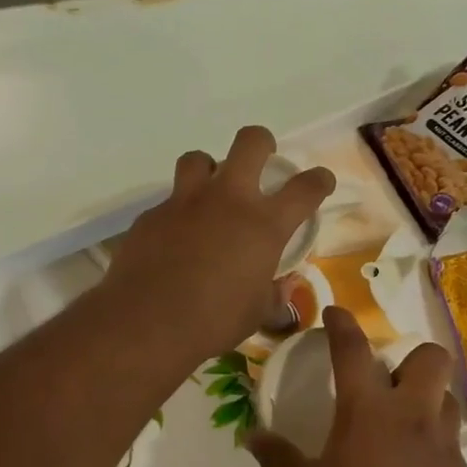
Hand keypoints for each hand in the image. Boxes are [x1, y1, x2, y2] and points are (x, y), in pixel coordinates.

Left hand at [99, 126, 333, 361]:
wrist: (146, 323)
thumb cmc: (213, 322)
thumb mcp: (257, 313)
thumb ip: (274, 293)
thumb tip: (282, 285)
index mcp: (264, 225)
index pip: (305, 188)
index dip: (319, 181)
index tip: (320, 181)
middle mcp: (227, 200)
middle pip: (250, 143)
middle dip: (262, 144)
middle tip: (262, 161)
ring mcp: (185, 202)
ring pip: (198, 159)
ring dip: (209, 170)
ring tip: (210, 193)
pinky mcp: (152, 215)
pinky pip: (169, 201)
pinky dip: (178, 213)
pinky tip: (175, 239)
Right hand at [247, 307, 466, 466]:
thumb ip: (278, 460)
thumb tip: (252, 437)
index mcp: (368, 413)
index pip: (354, 350)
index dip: (343, 324)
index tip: (335, 314)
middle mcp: (413, 418)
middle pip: (431, 358)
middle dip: (410, 358)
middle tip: (386, 383)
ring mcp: (445, 447)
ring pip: (446, 398)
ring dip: (426, 399)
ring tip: (400, 426)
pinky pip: (450, 442)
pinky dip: (432, 442)